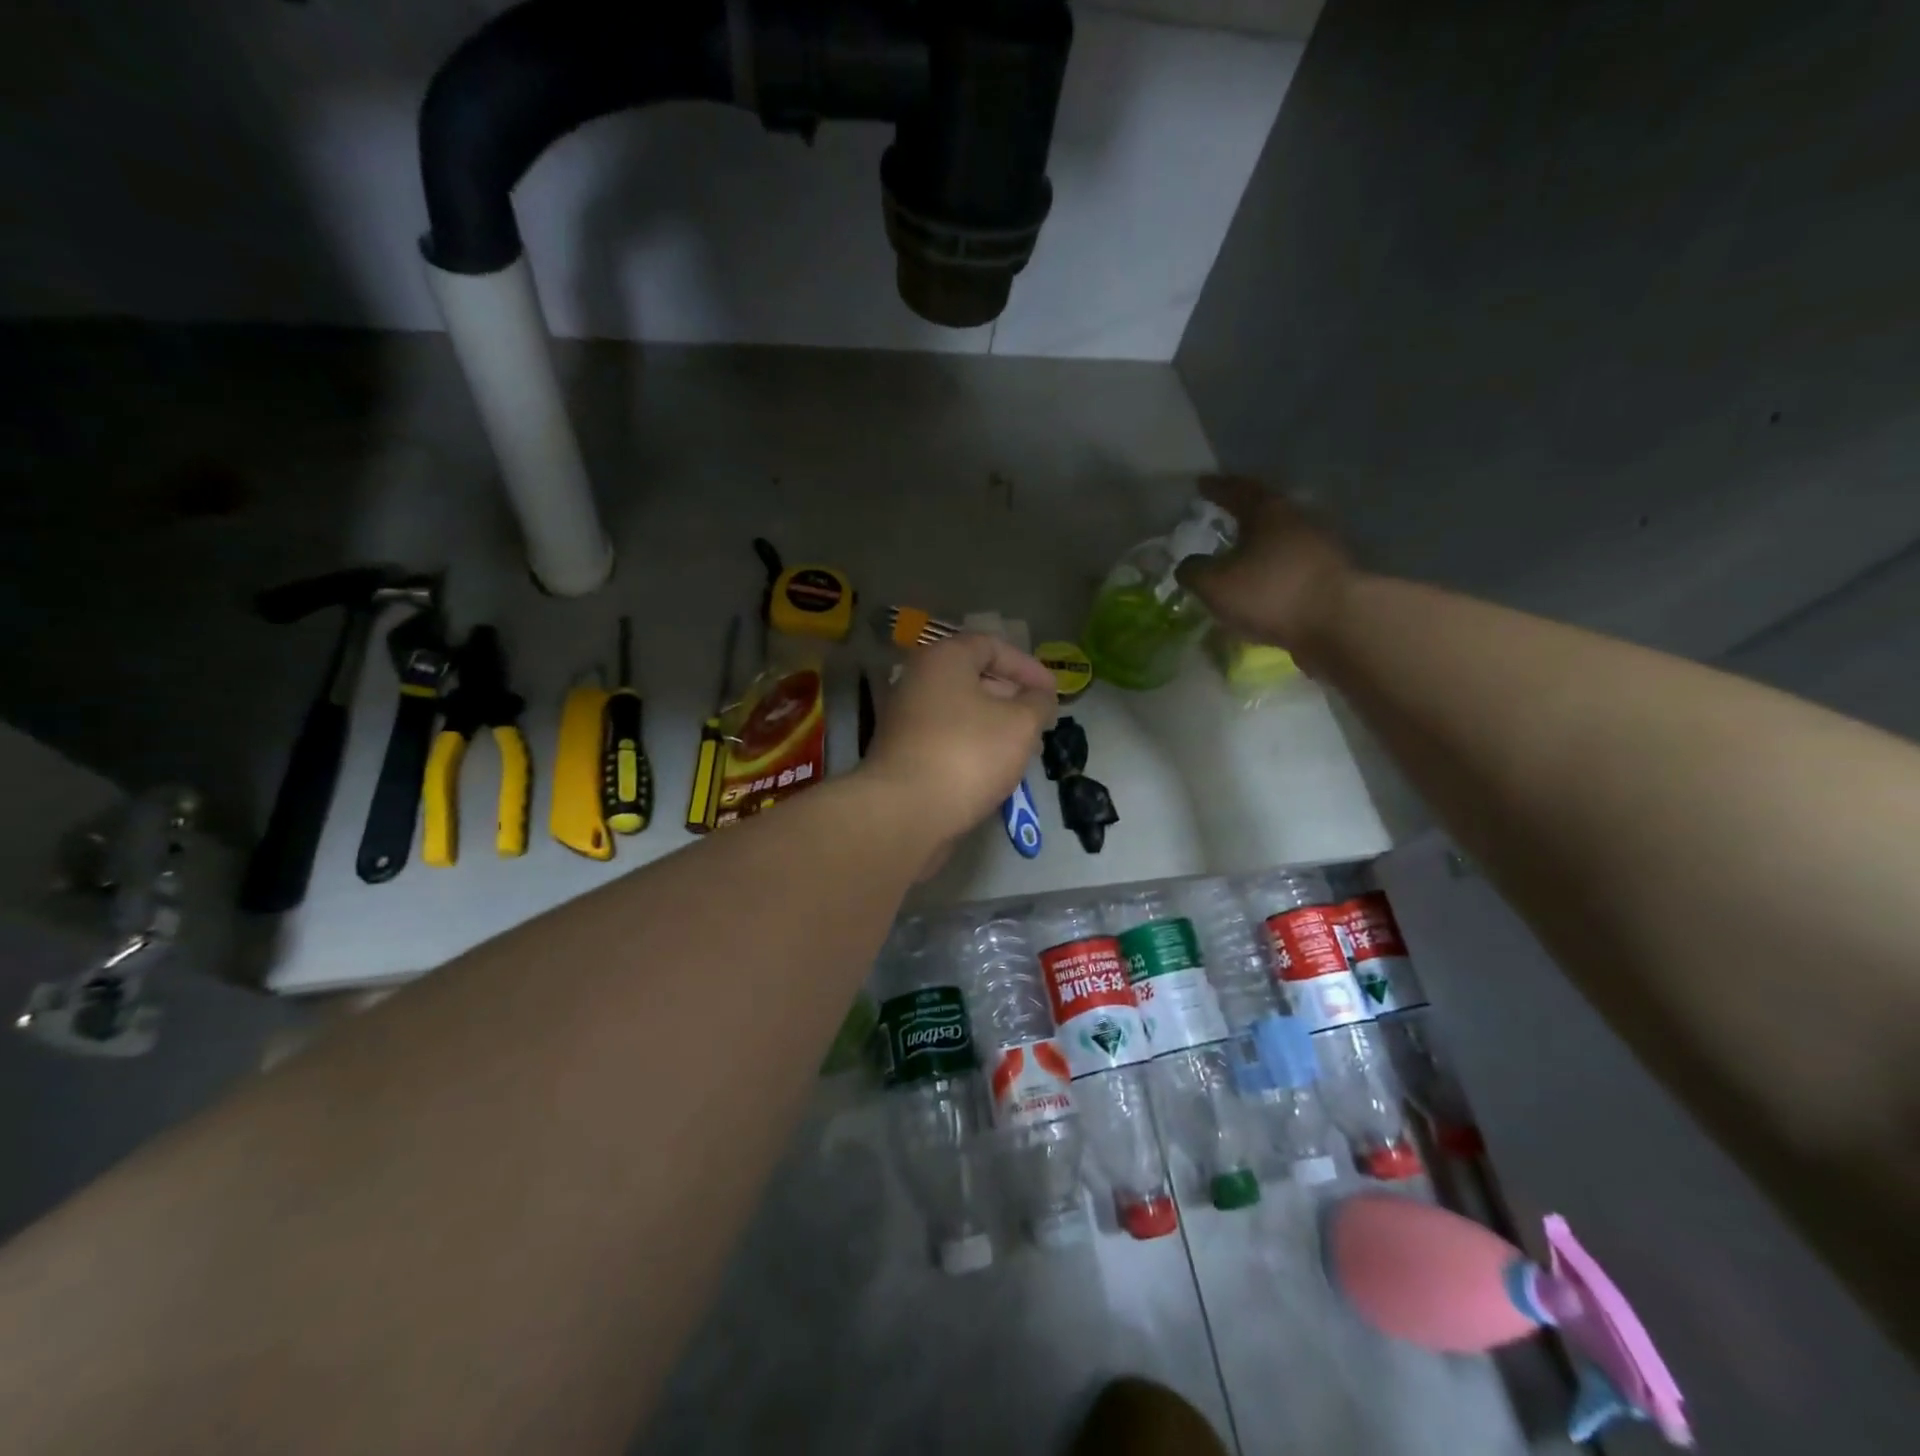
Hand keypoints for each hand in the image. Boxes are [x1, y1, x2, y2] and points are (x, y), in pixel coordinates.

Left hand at [861, 634, 1058, 844]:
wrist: (906, 812)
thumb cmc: (968, 754)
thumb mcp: (1020, 724)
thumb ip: (1038, 702)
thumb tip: (1040, 696)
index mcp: (942, 659)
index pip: (990, 645)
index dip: (1027, 666)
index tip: (1052, 692)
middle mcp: (917, 681)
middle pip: (972, 677)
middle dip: (1012, 697)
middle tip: (1040, 720)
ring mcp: (905, 718)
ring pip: (960, 711)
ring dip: (995, 724)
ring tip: (1025, 748)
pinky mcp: (903, 753)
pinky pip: (947, 737)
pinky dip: (973, 745)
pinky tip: (995, 769)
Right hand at [1175, 476, 1354, 658]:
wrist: (1339, 623)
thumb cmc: (1271, 593)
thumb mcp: (1216, 585)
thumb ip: (1194, 572)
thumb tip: (1187, 566)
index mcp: (1268, 512)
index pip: (1238, 490)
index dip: (1217, 488)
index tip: (1202, 484)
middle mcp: (1297, 521)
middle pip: (1265, 511)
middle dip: (1242, 515)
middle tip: (1222, 519)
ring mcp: (1319, 548)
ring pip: (1280, 540)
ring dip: (1259, 546)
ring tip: (1239, 557)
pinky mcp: (1330, 577)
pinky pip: (1292, 567)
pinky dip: (1273, 572)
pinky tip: (1261, 586)